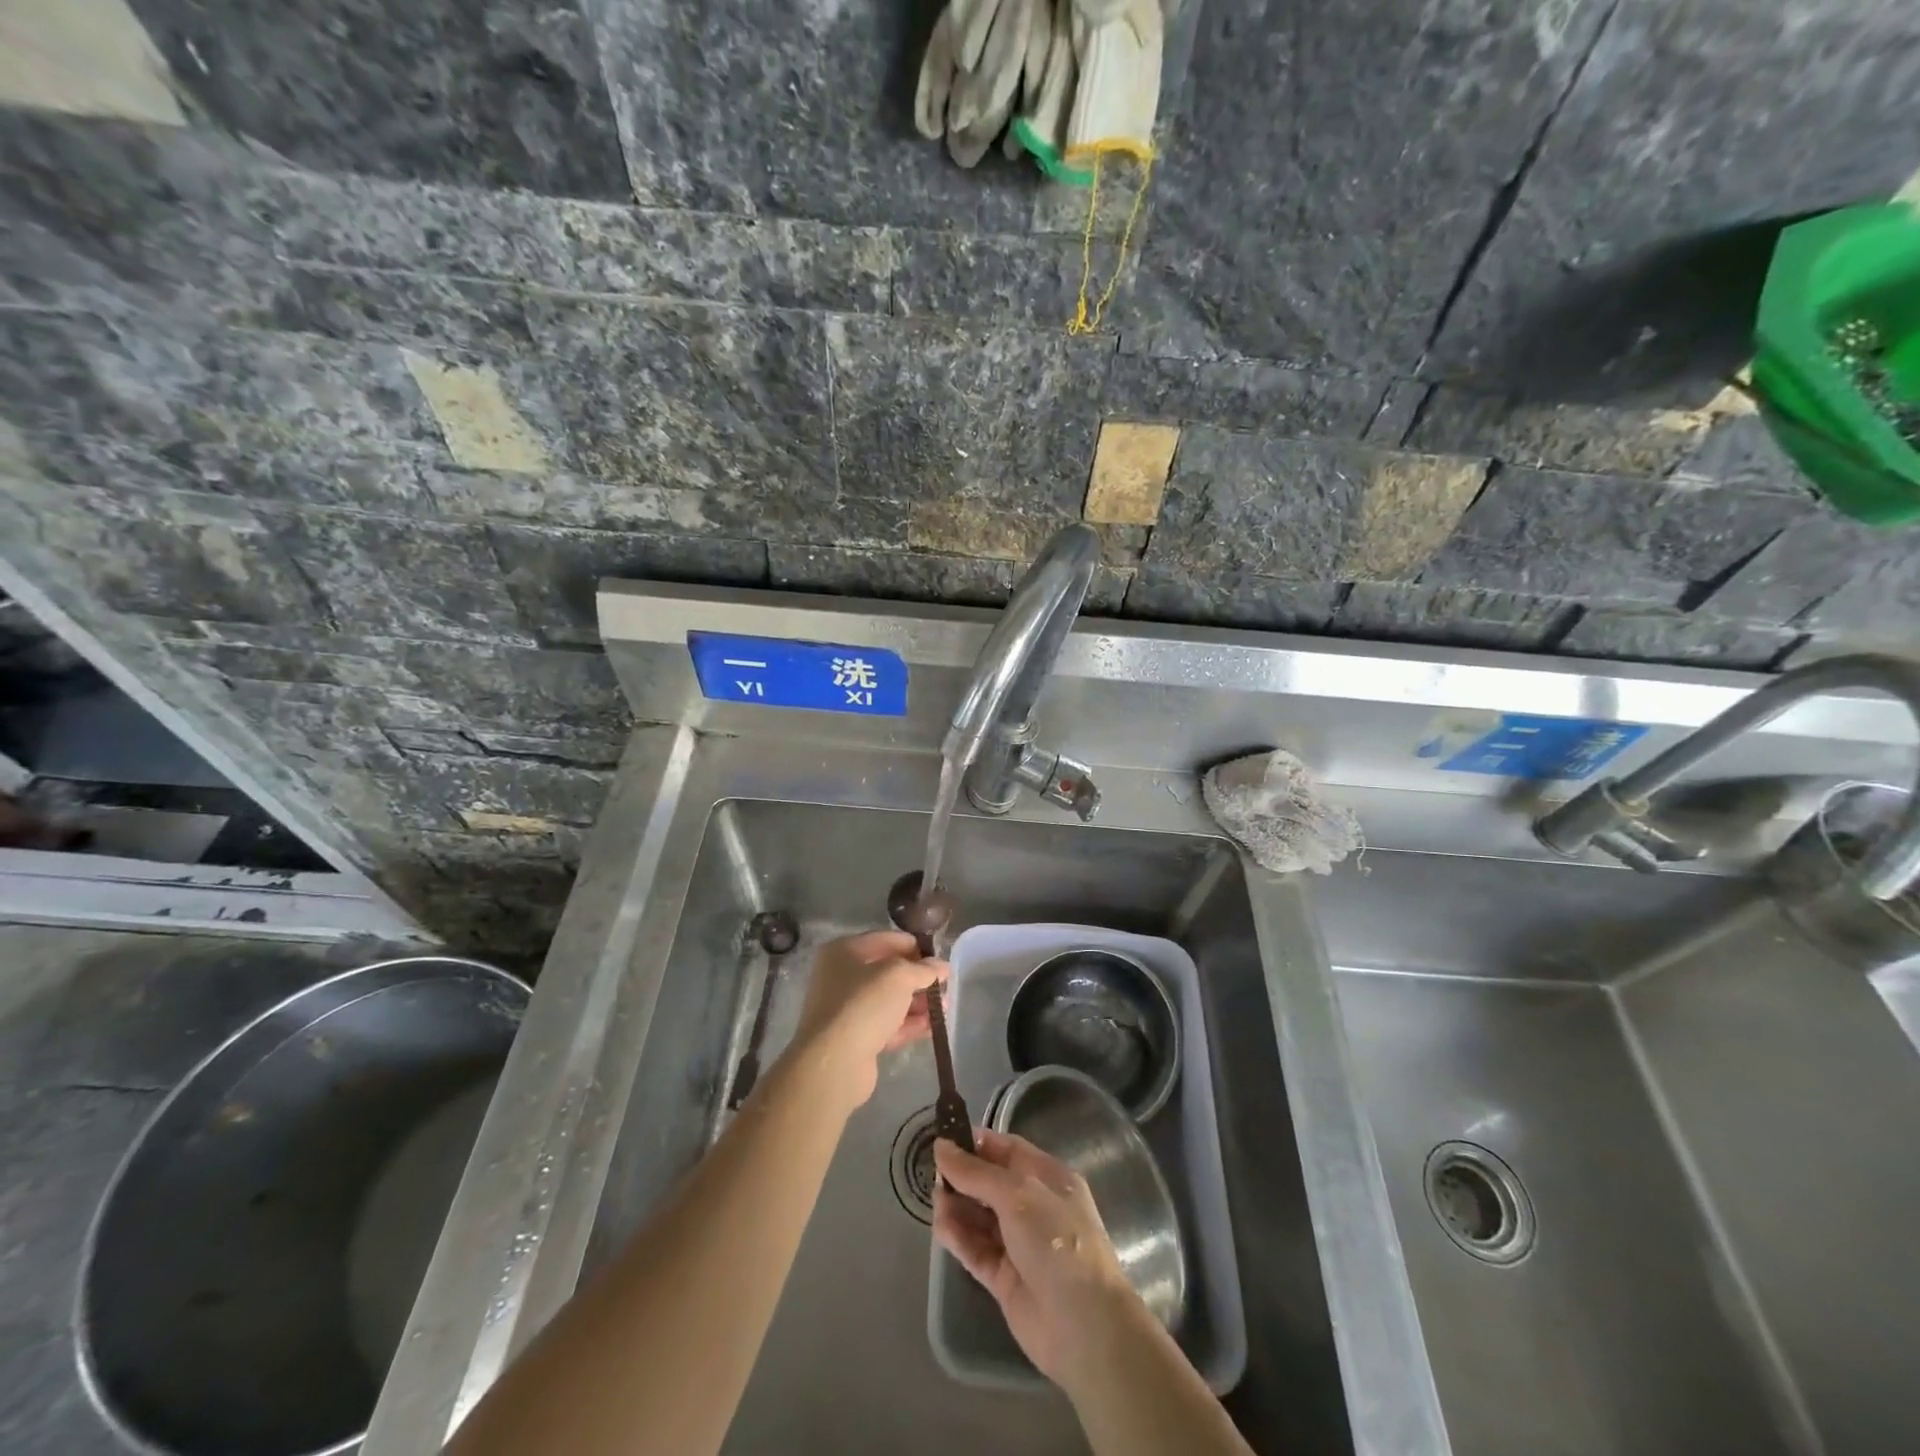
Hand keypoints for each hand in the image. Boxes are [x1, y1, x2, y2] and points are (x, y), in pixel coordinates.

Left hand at [790, 930, 947, 1107]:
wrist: (835, 1062)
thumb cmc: (864, 1004)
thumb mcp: (899, 976)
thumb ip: (923, 969)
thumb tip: (942, 966)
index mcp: (844, 952)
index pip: (886, 940)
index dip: (914, 947)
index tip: (939, 958)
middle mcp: (841, 977)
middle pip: (887, 972)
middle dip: (918, 979)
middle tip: (945, 986)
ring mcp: (846, 1010)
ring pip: (889, 1001)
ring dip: (917, 1003)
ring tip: (944, 1008)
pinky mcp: (854, 1039)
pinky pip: (886, 1025)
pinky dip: (908, 1024)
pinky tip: (932, 1027)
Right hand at [932, 1128, 1139, 1387]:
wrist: (1082, 1325)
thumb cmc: (1056, 1241)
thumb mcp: (1017, 1194)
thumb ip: (976, 1172)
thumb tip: (941, 1147)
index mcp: (1048, 1178)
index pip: (1008, 1151)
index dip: (978, 1144)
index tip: (945, 1139)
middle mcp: (1034, 1207)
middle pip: (991, 1184)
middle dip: (963, 1176)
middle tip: (933, 1173)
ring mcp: (1019, 1244)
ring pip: (980, 1217)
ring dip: (957, 1207)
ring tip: (936, 1201)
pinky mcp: (1005, 1278)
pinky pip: (976, 1250)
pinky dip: (959, 1237)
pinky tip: (941, 1227)